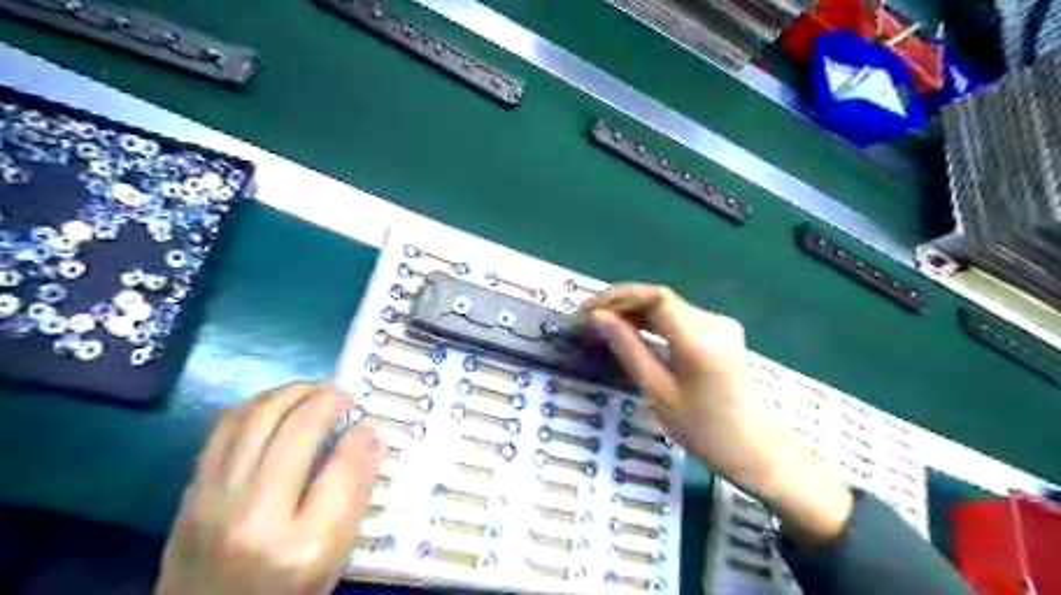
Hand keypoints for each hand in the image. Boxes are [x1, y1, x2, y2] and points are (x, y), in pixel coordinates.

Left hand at [154, 382, 385, 594]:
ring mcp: (215, 501)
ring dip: (290, 392)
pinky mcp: (192, 493)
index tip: (368, 423)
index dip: (361, 436)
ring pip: (256, 418)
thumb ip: (356, 496)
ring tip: (314, 389)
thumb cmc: (285, 593)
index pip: (342, 469)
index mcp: (303, 544)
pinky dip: (256, 405)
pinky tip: (276, 403)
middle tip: (344, 393)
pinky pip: (223, 429)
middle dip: (327, 399)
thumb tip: (371, 438)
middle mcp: (256, 516)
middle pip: (297, 431)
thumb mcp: (334, 558)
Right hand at [588, 284, 850, 547]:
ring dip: (633, 310)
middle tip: (587, 318)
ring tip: (603, 323)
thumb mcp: (659, 392)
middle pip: (659, 298)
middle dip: (621, 303)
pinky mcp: (720, 331)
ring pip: (667, 306)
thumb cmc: (705, 430)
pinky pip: (678, 317)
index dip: (618, 297)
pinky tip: (631, 329)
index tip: (587, 311)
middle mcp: (713, 321)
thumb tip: (599, 318)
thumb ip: (629, 349)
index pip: (655, 297)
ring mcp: (720, 324)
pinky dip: (651, 319)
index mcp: (700, 339)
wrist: (758, 449)